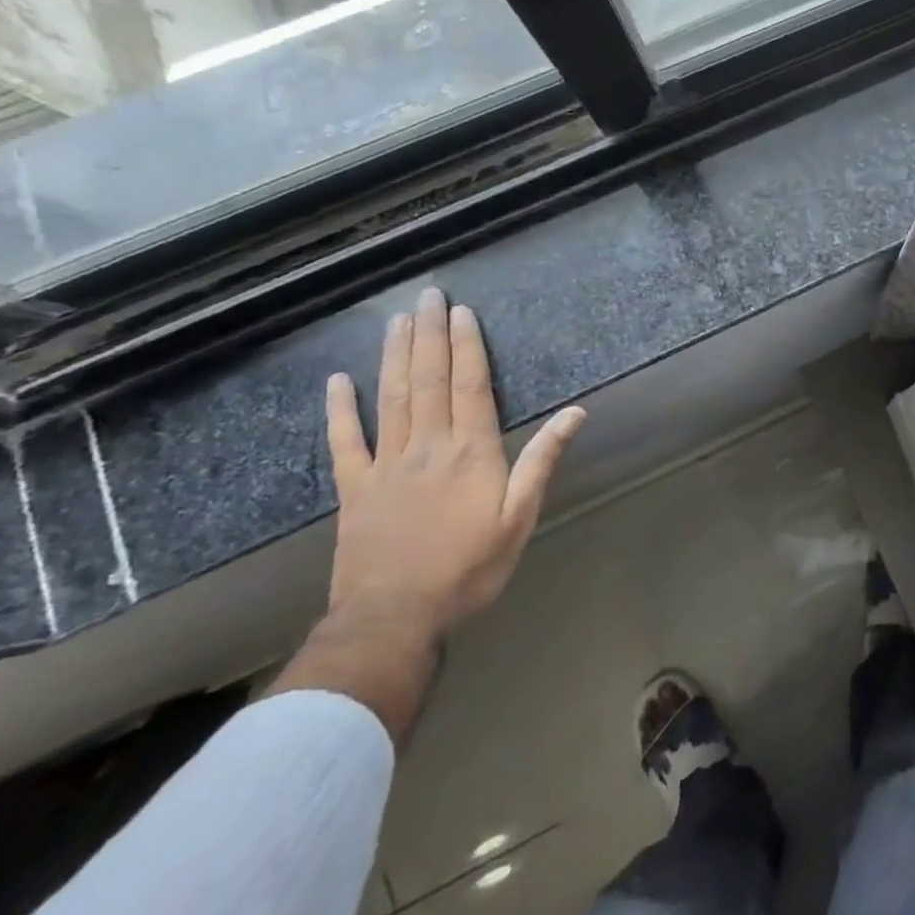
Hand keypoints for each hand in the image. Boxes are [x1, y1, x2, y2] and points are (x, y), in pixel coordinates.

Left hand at [325, 287, 585, 641]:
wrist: (394, 618)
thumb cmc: (469, 568)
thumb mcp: (520, 517)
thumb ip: (542, 460)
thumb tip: (575, 413)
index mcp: (470, 451)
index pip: (470, 386)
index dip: (467, 346)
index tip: (462, 312)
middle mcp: (427, 446)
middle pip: (429, 380)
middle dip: (430, 335)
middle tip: (427, 296)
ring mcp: (385, 465)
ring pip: (391, 398)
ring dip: (395, 356)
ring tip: (397, 321)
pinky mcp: (353, 489)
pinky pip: (345, 442)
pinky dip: (340, 409)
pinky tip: (338, 381)